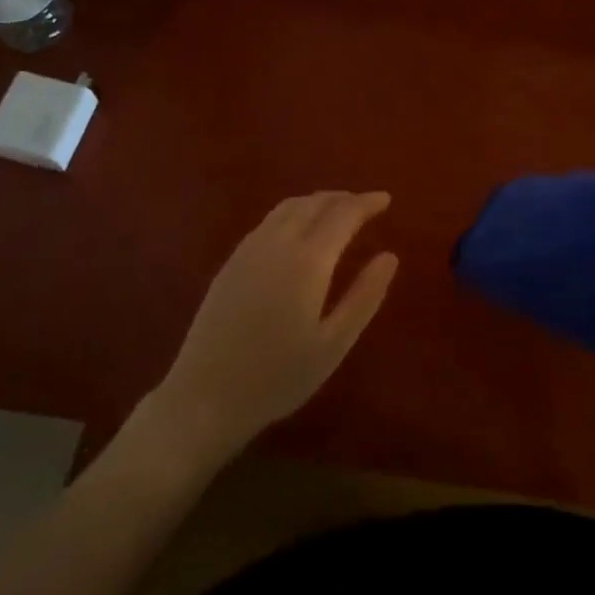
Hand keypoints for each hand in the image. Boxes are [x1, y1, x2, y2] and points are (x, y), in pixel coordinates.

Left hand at [153, 192, 397, 462]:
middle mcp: (278, 243)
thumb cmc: (277, 377)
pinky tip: (299, 230)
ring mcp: (249, 249)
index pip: (343, 214)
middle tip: (366, 205)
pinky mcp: (231, 261)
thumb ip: (364, 296)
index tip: (386, 199)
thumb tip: (390, 257)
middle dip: (343, 198)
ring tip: (337, 211)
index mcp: (308, 260)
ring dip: (317, 201)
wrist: (204, 396)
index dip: (366, 203)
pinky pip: (269, 220)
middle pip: (314, 203)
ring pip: (288, 206)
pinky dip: (294, 212)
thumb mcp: (333, 344)